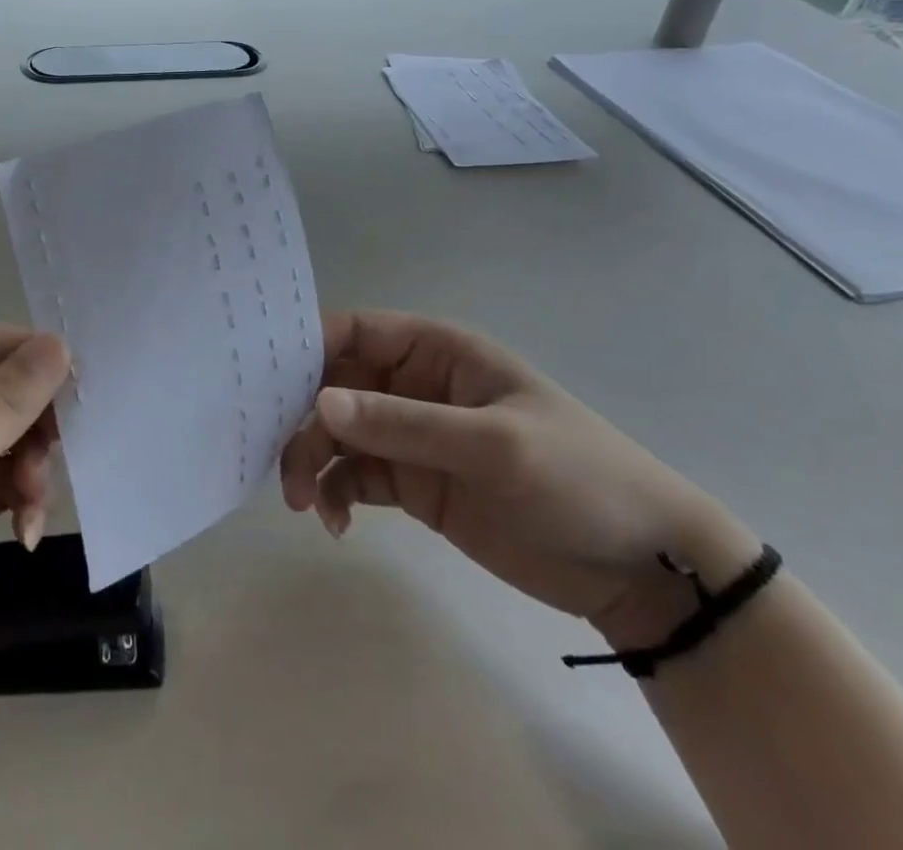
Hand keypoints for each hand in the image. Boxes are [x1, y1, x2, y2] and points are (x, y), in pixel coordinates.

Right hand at [280, 312, 759, 646]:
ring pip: (336, 433)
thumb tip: (318, 402)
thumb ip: (403, 424)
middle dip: (300, 417)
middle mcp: (413, 385)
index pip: (354, 332)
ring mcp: (411, 435)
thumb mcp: (494, 446)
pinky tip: (337, 524)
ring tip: (305, 505)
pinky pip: (354, 477)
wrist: (641, 570)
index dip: (305, 346)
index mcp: (435, 351)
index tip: (261, 380)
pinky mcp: (413, 483)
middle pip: (332, 385)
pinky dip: (335, 494)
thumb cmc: (578, 478)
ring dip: (310, 461)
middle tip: (280, 463)